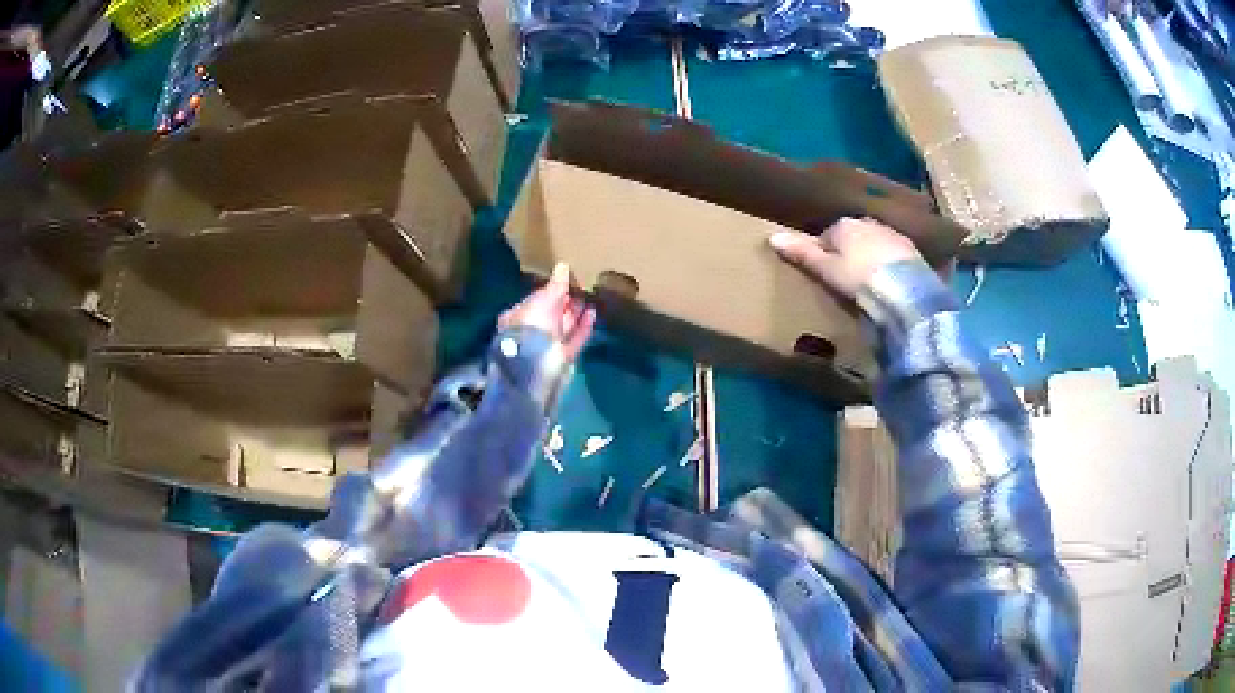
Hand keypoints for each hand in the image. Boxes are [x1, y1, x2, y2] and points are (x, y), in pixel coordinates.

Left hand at [499, 262, 595, 361]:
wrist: (537, 362)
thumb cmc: (534, 325)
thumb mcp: (545, 299)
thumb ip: (556, 284)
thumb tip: (563, 266)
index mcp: (519, 316)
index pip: (536, 299)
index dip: (551, 290)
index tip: (565, 281)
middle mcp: (532, 331)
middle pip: (551, 313)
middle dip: (565, 301)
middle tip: (580, 287)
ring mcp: (547, 345)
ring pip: (564, 326)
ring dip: (576, 313)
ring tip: (590, 298)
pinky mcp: (563, 356)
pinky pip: (576, 338)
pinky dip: (584, 326)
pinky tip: (593, 312)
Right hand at [769, 217, 921, 301]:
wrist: (904, 289)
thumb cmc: (858, 278)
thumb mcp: (825, 269)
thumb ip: (801, 253)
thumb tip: (771, 237)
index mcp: (843, 225)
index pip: (826, 236)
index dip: (824, 255)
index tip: (826, 274)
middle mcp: (866, 222)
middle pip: (852, 236)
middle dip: (849, 252)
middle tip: (848, 279)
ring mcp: (890, 232)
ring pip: (873, 242)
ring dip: (870, 256)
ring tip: (869, 280)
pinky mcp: (910, 248)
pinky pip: (892, 252)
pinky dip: (888, 262)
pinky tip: (889, 280)